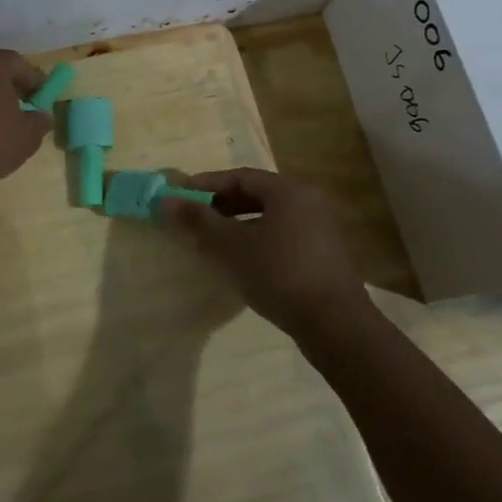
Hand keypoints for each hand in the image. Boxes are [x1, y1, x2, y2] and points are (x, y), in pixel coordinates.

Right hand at [159, 169, 369, 341]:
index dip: (205, 185)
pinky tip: (240, 260)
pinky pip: (282, 234)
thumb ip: (199, 220)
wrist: (335, 325)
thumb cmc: (279, 274)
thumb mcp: (232, 246)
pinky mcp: (323, 253)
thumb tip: (166, 200)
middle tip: (193, 219)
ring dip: (237, 225)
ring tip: (211, 242)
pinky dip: (256, 240)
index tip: (179, 196)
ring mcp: (320, 227)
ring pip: (268, 216)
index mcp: (289, 190)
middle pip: (255, 194)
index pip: (239, 177)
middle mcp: (309, 200)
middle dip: (220, 205)